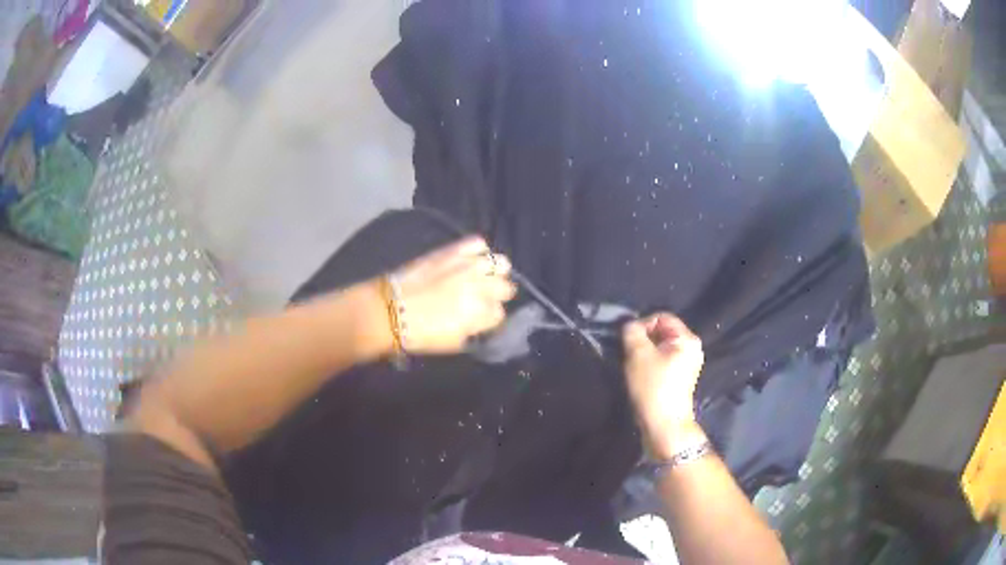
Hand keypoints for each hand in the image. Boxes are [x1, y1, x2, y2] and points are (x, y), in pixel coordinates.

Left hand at [391, 236, 516, 353]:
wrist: (390, 309)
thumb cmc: (419, 334)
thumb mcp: (454, 343)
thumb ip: (474, 331)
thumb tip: (482, 322)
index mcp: (480, 314)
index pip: (500, 314)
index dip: (490, 317)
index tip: (480, 319)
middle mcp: (480, 287)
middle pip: (506, 288)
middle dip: (496, 295)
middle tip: (481, 299)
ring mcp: (468, 265)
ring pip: (501, 263)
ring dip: (493, 272)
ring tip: (480, 277)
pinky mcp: (453, 250)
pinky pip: (478, 243)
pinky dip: (478, 251)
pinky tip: (469, 260)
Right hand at [623, 314, 704, 454]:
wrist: (664, 426)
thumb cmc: (653, 388)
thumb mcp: (638, 354)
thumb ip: (632, 332)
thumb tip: (631, 325)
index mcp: (687, 339)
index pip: (662, 317)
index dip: (642, 324)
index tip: (629, 342)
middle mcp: (692, 349)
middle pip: (662, 332)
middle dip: (643, 340)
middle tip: (629, 354)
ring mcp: (688, 365)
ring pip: (660, 348)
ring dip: (644, 354)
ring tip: (633, 367)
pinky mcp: (680, 379)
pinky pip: (663, 361)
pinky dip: (650, 365)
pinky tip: (640, 377)